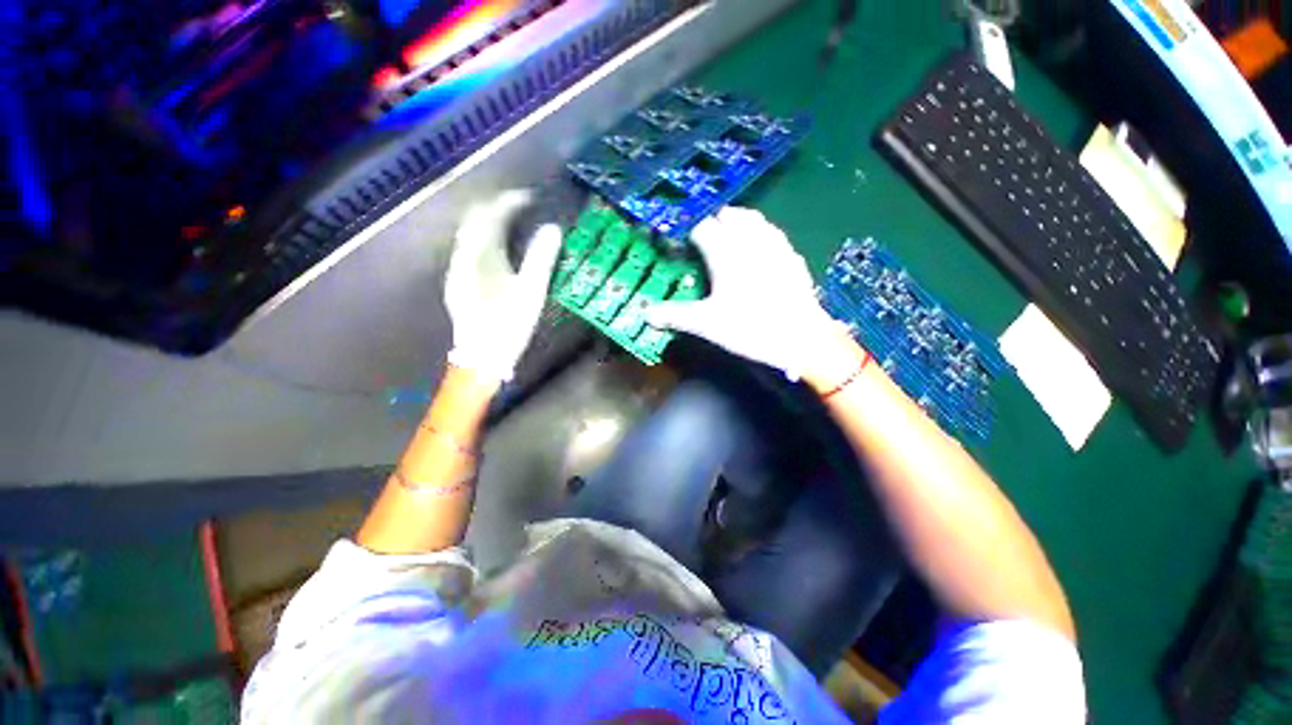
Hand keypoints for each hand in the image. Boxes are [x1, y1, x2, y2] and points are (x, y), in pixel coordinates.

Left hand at [444, 190, 561, 382]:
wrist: (482, 356)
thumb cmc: (509, 324)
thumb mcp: (531, 291)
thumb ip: (541, 257)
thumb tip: (552, 228)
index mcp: (480, 256)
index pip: (490, 215)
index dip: (509, 202)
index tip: (530, 198)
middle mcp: (462, 257)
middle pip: (474, 220)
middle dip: (496, 207)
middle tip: (521, 205)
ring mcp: (457, 270)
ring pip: (469, 234)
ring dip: (489, 223)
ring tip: (511, 221)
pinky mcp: (459, 282)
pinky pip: (469, 248)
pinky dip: (484, 239)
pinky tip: (497, 248)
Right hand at [647, 207, 848, 381]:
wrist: (801, 338)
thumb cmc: (749, 328)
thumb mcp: (706, 324)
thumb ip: (674, 315)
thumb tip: (645, 314)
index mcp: (726, 253)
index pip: (701, 227)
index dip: (687, 229)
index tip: (679, 239)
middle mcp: (749, 241)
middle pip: (728, 215)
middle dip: (712, 220)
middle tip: (702, 237)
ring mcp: (774, 245)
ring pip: (753, 218)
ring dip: (737, 221)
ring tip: (728, 234)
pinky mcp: (791, 256)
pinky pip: (773, 233)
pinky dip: (760, 232)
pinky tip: (759, 247)